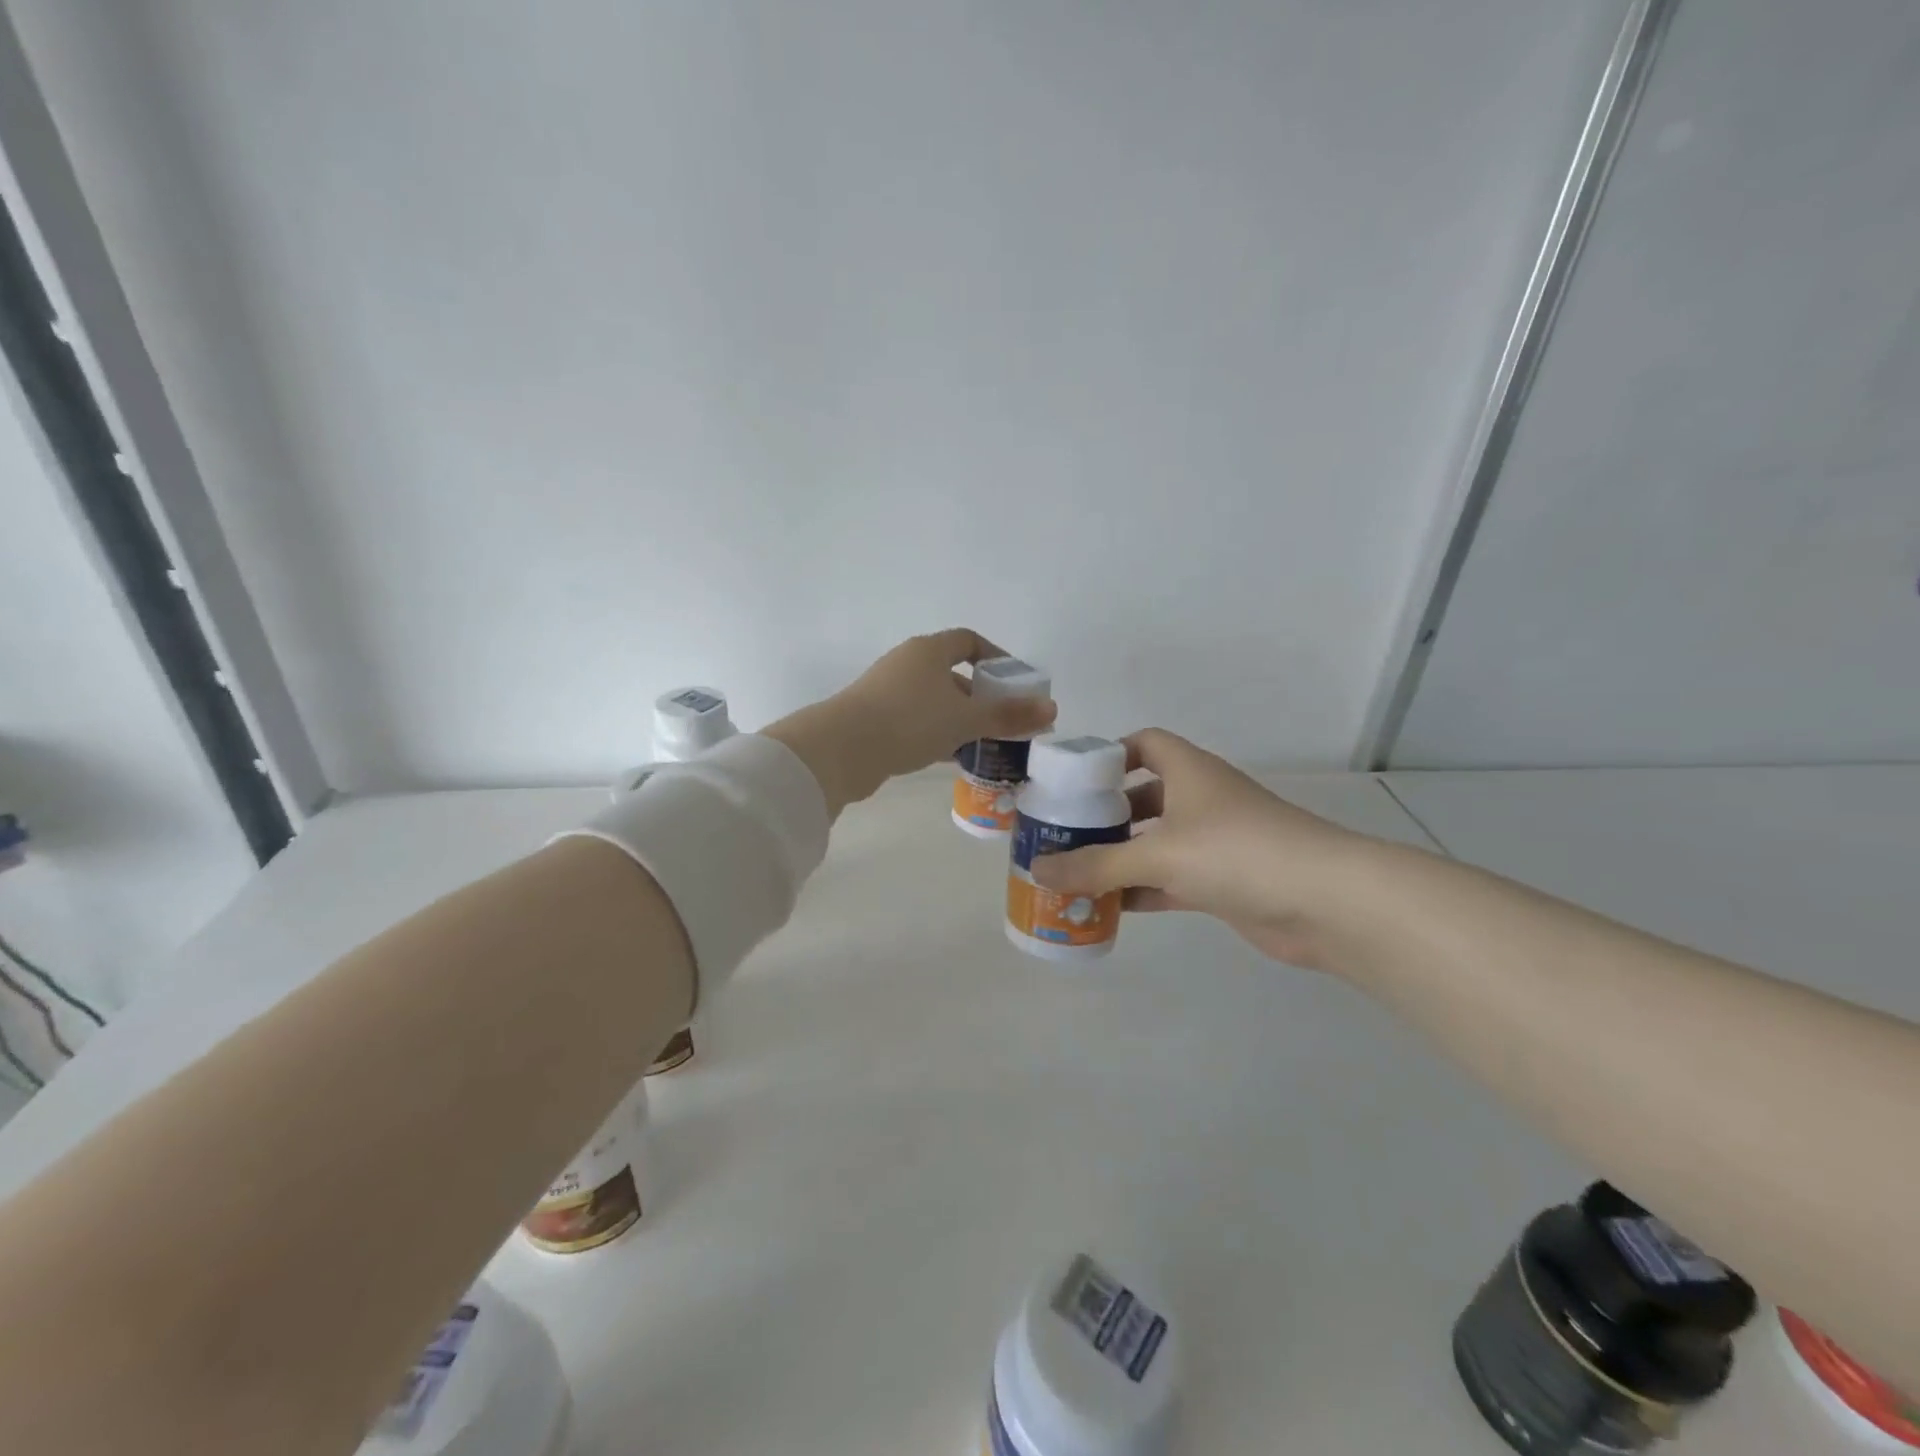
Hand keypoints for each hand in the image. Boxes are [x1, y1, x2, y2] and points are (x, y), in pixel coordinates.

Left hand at [768, 630, 1056, 815]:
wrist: (841, 750)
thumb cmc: (910, 721)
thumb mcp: (966, 719)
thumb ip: (1008, 715)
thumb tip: (1052, 710)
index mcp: (928, 651)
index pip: (968, 641)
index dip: (996, 657)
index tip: (1015, 682)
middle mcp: (907, 664)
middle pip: (953, 674)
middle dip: (981, 697)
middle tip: (1005, 722)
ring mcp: (887, 692)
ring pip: (935, 702)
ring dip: (960, 720)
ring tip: (985, 745)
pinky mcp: (875, 719)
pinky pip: (917, 722)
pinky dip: (938, 735)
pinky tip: (952, 758)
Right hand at [1028, 728, 1365, 969]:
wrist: (1324, 902)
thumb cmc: (1236, 852)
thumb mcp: (1159, 854)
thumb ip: (1096, 865)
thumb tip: (1039, 871)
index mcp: (1188, 771)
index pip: (1144, 743)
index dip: (1109, 754)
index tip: (1073, 781)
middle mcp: (1200, 800)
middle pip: (1143, 796)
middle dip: (1105, 815)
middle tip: (1061, 834)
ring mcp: (1214, 842)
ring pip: (1155, 843)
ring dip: (1120, 857)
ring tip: (1074, 873)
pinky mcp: (1223, 882)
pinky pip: (1170, 880)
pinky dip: (1142, 890)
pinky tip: (1109, 907)